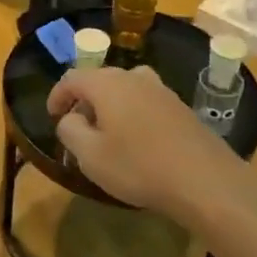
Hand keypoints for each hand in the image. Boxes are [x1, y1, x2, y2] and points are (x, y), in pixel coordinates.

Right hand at [47, 65, 251, 218]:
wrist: (204, 180)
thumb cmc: (138, 166)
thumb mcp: (89, 155)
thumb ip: (70, 130)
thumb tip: (70, 118)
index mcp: (107, 83)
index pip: (72, 78)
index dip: (57, 95)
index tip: (52, 116)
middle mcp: (133, 77)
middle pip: (99, 80)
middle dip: (84, 101)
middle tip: (78, 129)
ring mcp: (161, 90)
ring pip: (124, 90)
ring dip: (110, 107)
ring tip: (107, 135)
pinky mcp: (180, 106)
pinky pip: (145, 102)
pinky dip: (132, 115)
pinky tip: (137, 142)